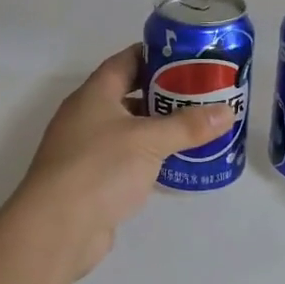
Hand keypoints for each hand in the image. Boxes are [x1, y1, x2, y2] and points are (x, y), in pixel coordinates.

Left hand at [17, 45, 235, 276]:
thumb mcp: (149, 141)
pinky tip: (177, 163)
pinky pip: (127, 159)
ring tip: (197, 126)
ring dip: (159, 128)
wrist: (57, 228)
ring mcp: (87, 150)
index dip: (155, 55)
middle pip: (130, 94)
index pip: (126, 61)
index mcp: (94, 95)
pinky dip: (150, 158)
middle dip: (165, 93)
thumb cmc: (99, 168)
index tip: (189, 57)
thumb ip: (188, 126)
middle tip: (202, 93)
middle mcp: (87, 117)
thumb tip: (227, 112)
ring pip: (130, 129)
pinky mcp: (93, 180)